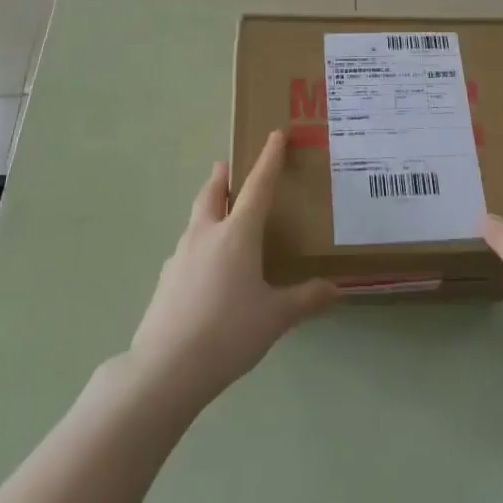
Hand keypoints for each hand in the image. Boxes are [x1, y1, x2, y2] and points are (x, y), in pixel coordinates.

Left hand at [130, 130, 338, 409]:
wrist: (165, 368)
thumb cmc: (228, 333)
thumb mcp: (275, 317)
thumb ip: (306, 299)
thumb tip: (337, 290)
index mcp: (237, 234)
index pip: (258, 186)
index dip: (269, 158)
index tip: (275, 134)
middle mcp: (206, 235)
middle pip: (212, 194)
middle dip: (222, 177)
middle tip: (227, 166)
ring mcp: (180, 256)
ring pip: (196, 219)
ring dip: (208, 207)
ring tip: (219, 214)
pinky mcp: (165, 280)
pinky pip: (186, 249)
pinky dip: (198, 243)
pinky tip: (204, 266)